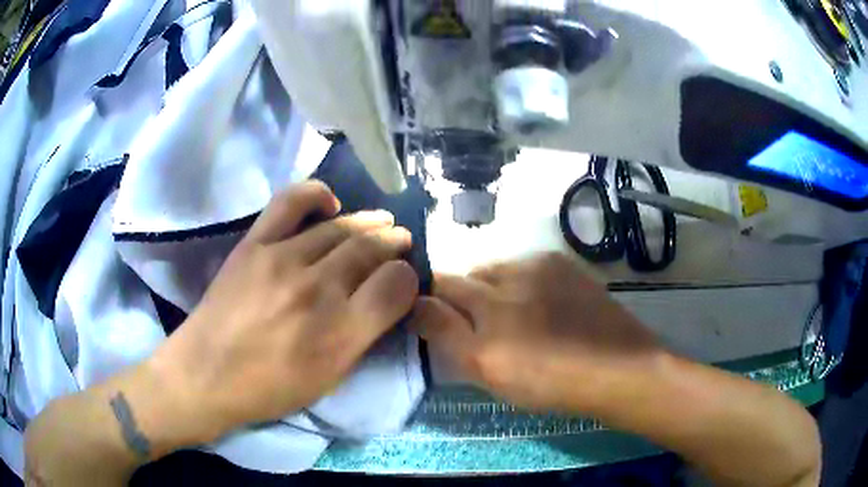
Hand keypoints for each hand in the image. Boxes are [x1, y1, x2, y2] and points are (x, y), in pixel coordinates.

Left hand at [150, 181, 418, 441]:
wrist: (207, 374)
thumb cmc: (270, 388)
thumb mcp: (329, 380)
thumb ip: (362, 337)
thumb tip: (385, 301)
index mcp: (341, 332)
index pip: (396, 286)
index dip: (408, 277)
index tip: (404, 279)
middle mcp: (318, 289)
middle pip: (372, 249)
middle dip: (394, 243)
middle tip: (400, 241)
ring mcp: (283, 260)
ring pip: (342, 227)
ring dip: (369, 222)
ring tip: (381, 222)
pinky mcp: (255, 243)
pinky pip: (292, 202)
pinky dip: (317, 194)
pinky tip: (331, 203)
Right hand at [412, 252, 664, 414]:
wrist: (617, 367)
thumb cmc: (550, 382)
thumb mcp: (490, 372)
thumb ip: (447, 335)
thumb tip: (417, 305)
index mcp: (487, 310)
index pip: (440, 287)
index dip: (430, 298)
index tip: (432, 317)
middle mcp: (509, 277)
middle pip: (466, 275)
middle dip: (461, 296)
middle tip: (477, 326)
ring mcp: (539, 266)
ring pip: (495, 270)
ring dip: (491, 288)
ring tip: (511, 316)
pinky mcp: (562, 264)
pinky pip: (524, 266)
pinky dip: (519, 282)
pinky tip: (537, 305)